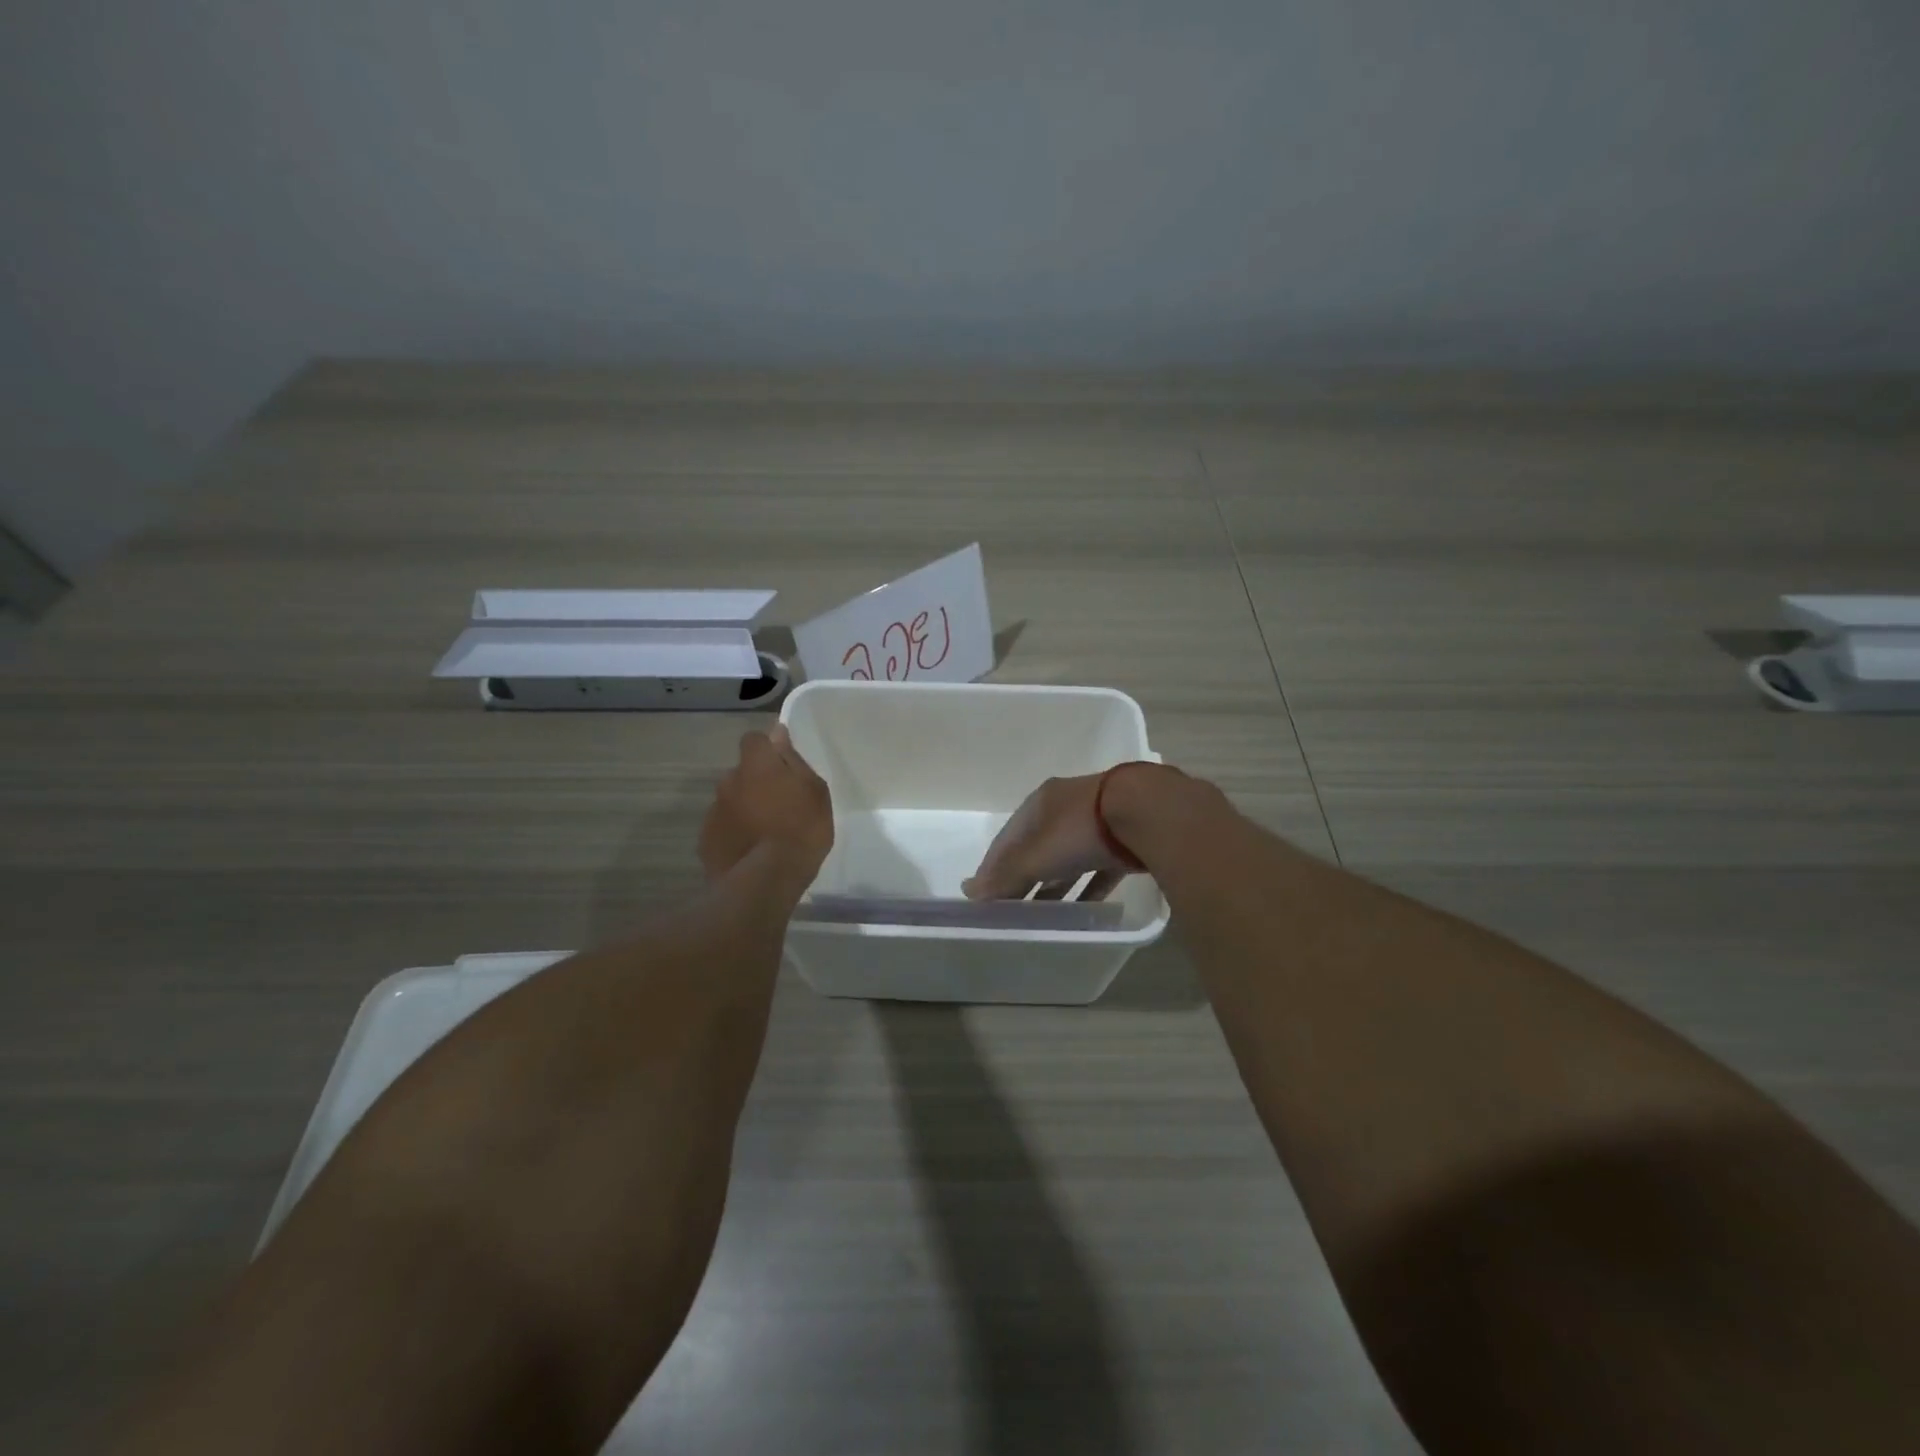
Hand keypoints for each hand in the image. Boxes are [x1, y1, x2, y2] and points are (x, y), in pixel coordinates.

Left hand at [699, 725, 832, 888]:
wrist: (767, 879)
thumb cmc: (801, 829)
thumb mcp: (815, 791)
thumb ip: (793, 760)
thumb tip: (777, 734)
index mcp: (756, 765)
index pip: (753, 739)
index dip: (766, 750)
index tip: (781, 766)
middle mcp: (728, 781)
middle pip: (742, 773)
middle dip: (756, 783)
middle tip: (779, 805)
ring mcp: (713, 811)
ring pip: (731, 801)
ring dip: (744, 809)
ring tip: (765, 834)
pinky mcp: (705, 840)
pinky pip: (723, 828)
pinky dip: (734, 833)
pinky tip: (750, 851)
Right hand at [963, 771, 1137, 901]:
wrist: (1148, 813)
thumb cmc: (1081, 829)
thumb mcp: (1037, 855)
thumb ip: (1007, 876)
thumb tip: (970, 893)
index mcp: (1041, 803)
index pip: (1008, 837)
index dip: (993, 865)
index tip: (983, 894)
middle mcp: (1067, 809)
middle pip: (1037, 848)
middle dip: (1024, 877)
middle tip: (1012, 907)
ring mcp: (1098, 824)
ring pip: (1068, 859)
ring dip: (1054, 885)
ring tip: (1043, 915)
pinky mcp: (1124, 842)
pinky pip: (1098, 870)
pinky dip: (1087, 889)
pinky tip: (1083, 910)